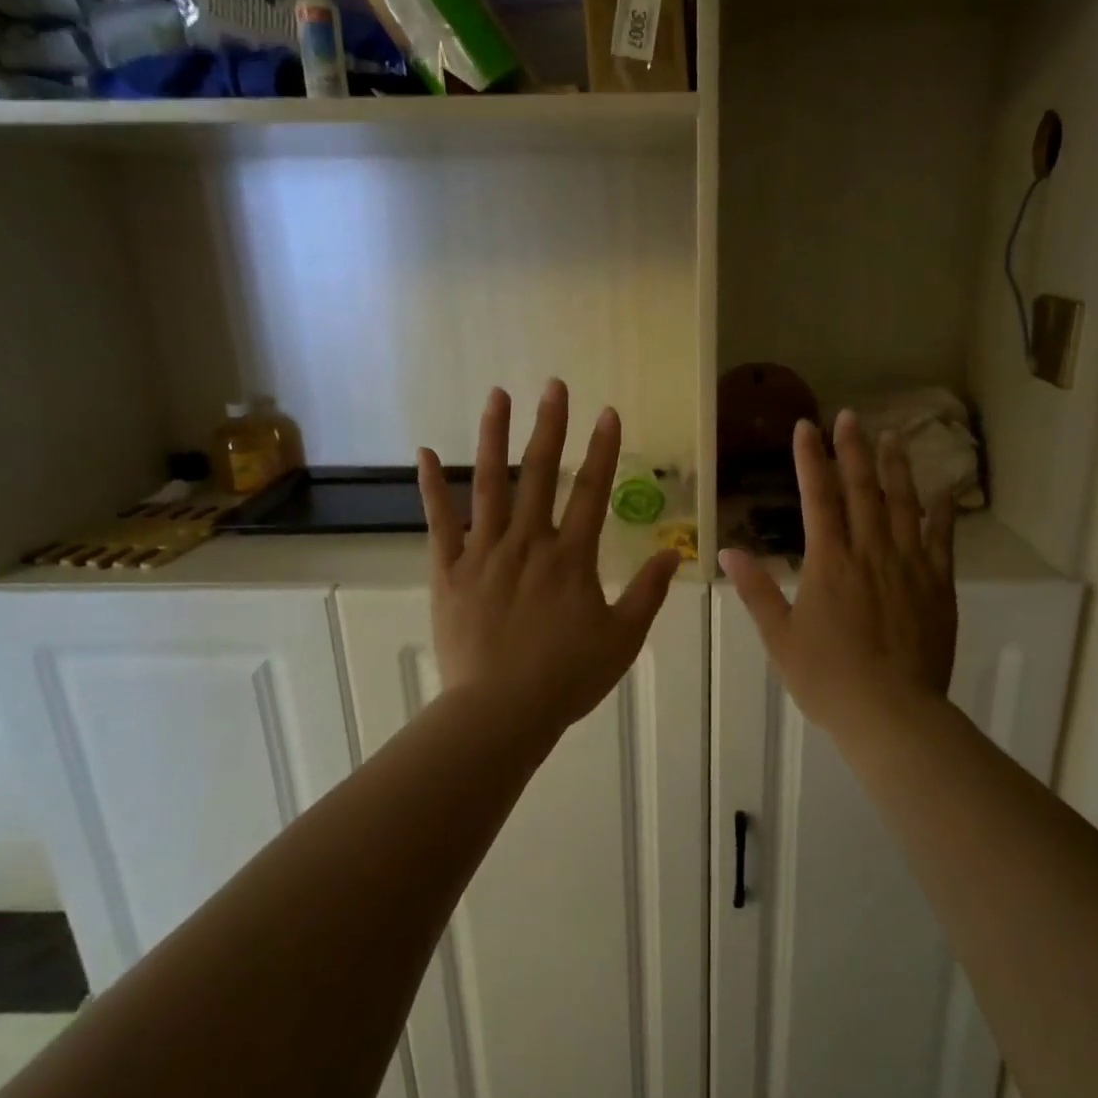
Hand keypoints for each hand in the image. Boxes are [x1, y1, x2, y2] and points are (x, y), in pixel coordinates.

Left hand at [419, 381, 682, 737]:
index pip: (592, 491)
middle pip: (540, 474)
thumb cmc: (567, 677)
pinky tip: (424, 453)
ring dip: (494, 438)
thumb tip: (673, 552)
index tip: (608, 412)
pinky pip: (439, 522)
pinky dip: (431, 487)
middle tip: (554, 385)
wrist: (501, 711)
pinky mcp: (449, 571)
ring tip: (498, 396)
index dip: (603, 450)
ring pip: (489, 485)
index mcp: (571, 558)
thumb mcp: (623, 639)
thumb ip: (648, 593)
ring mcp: (484, 553)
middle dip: (550, 426)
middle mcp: (528, 543)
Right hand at [721, 411, 957, 738]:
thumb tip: (729, 551)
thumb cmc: (828, 678)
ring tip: (893, 437)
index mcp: (829, 562)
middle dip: (852, 450)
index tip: (805, 426)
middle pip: (861, 490)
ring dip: (896, 468)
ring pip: (904, 505)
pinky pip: (942, 540)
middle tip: (849, 416)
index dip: (810, 458)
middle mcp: (870, 552)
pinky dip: (941, 513)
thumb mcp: (780, 637)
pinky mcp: (938, 586)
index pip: (817, 497)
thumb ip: (757, 591)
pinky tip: (942, 493)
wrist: (892, 713)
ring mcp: (909, 566)